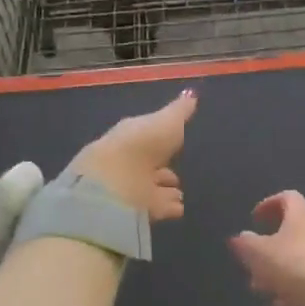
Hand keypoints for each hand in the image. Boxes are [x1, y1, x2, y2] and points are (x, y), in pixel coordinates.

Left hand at [67, 89, 194, 221]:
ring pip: (151, 188)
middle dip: (162, 169)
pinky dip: (168, 207)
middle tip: (176, 175)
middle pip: (148, 165)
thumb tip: (191, 93)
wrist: (114, 185)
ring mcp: (130, 188)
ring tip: (180, 194)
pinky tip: (180, 208)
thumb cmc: (140, 145)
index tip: (177, 141)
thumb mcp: (166, 122)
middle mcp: (129, 162)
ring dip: (164, 190)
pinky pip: (156, 208)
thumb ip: (179, 111)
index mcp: (131, 136)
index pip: (147, 135)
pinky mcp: (135, 212)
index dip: (161, 138)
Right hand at [228, 191, 304, 305]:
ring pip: (297, 257)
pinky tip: (278, 304)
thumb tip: (240, 237)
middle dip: (268, 245)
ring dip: (277, 270)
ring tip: (259, 287)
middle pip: (291, 229)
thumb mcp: (258, 253)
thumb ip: (246, 243)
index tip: (254, 219)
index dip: (268, 204)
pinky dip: (291, 288)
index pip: (287, 197)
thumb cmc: (293, 264)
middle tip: (252, 258)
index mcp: (301, 214)